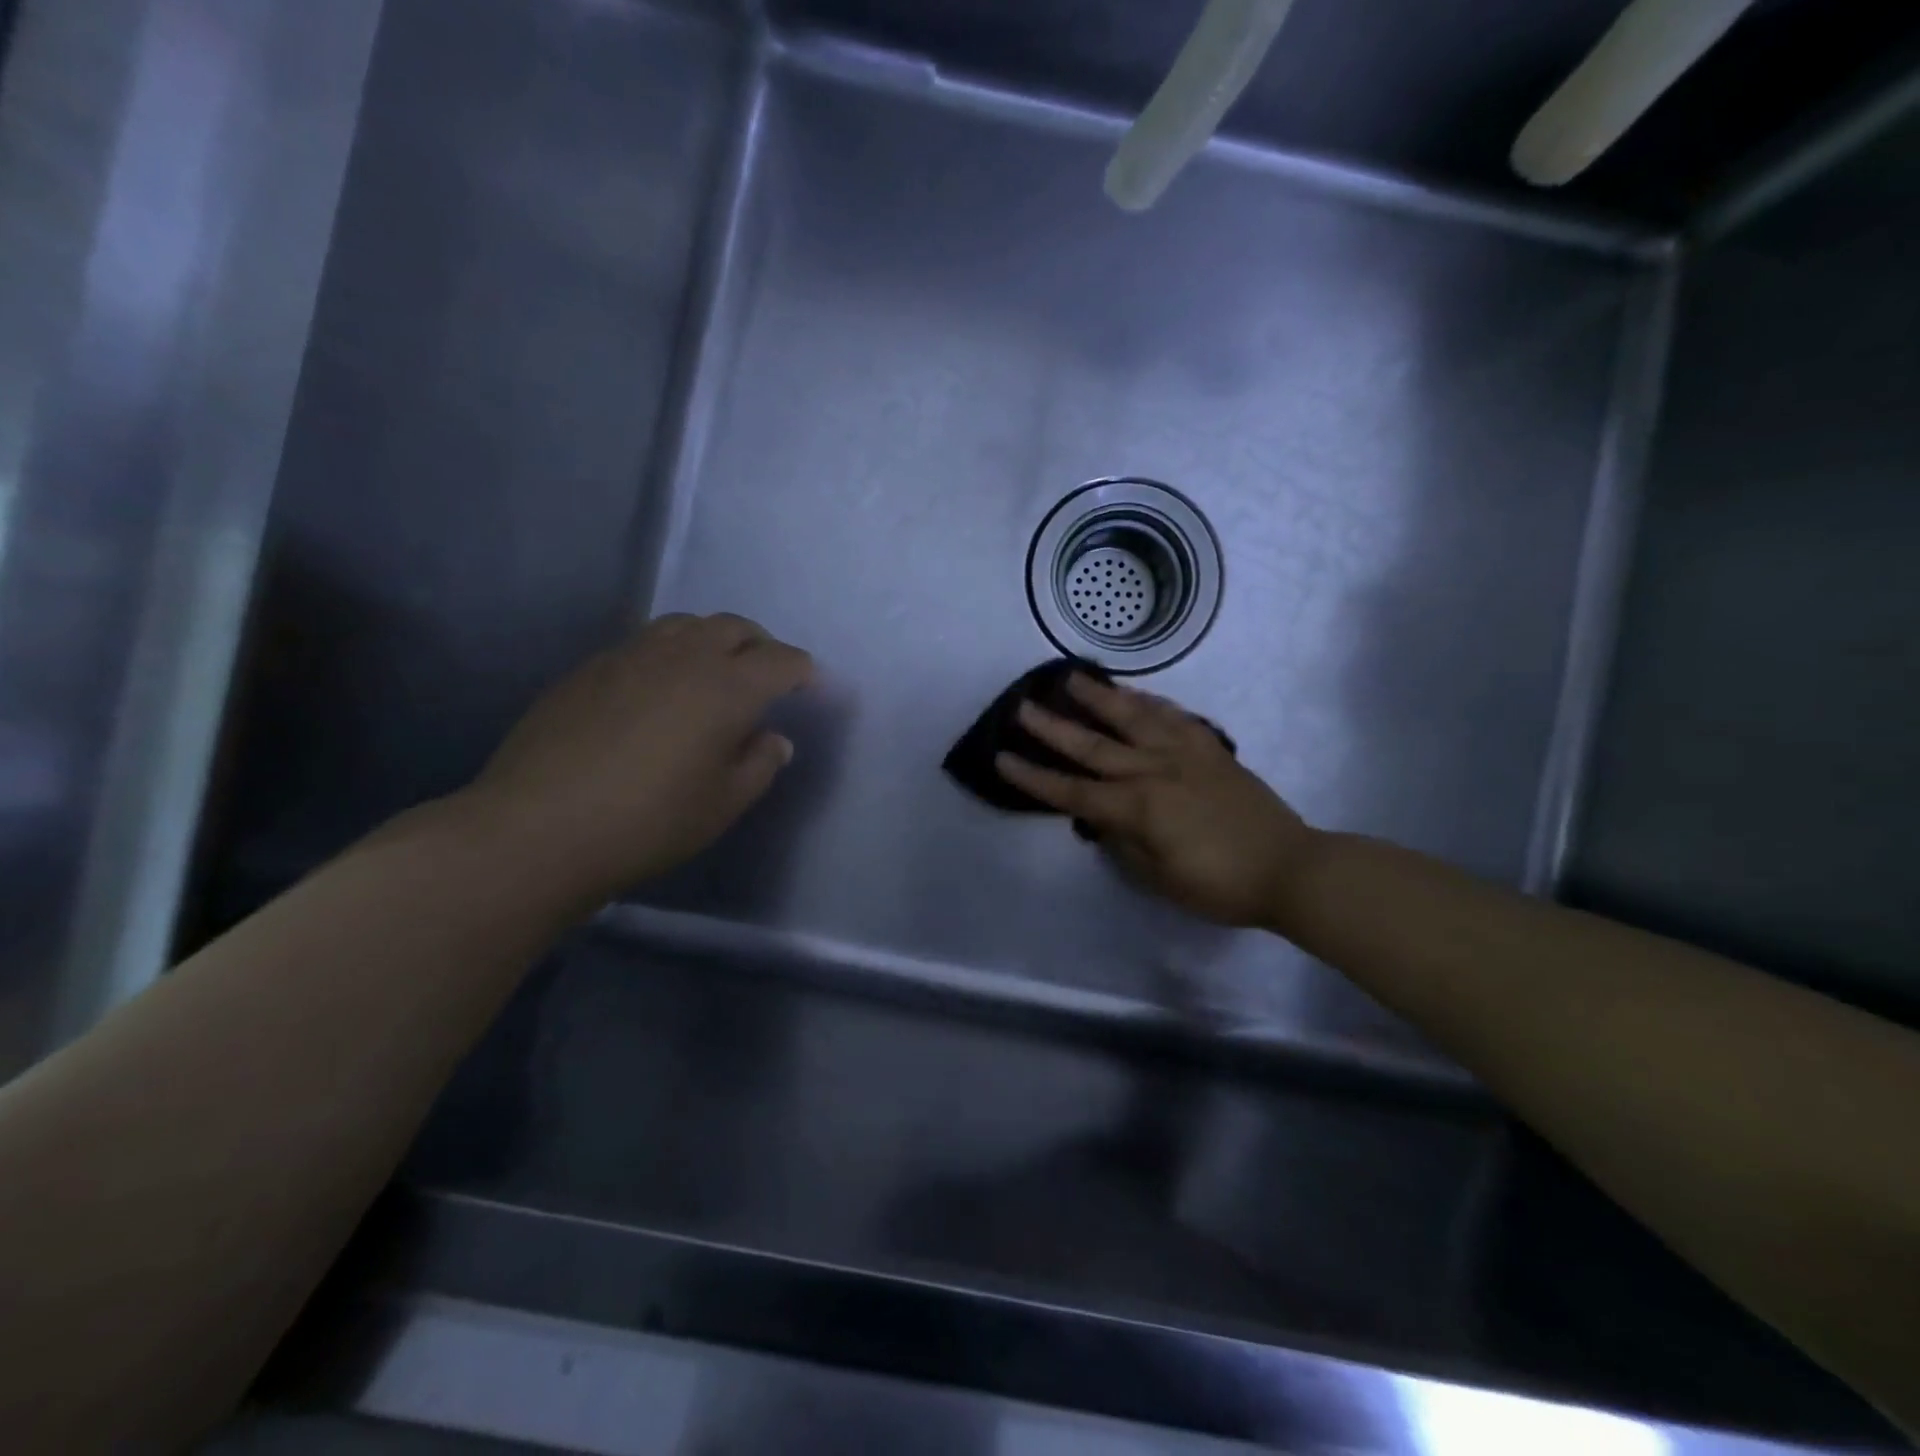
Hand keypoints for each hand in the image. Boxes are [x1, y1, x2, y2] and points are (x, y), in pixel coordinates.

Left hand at [467, 613, 813, 903]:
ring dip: (713, 639)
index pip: (780, 660)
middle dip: (760, 644)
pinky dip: (670, 652)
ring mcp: (630, 656)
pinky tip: (659, 688)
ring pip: (686, 625)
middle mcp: (683, 657)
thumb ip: (759, 764)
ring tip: (714, 671)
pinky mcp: (590, 668)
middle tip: (767, 673)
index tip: (810, 685)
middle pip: (733, 627)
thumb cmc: (648, 823)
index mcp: (726, 688)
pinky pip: (644, 642)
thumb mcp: (723, 804)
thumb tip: (773, 739)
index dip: (802, 670)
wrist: (537, 830)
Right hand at [996, 674, 1319, 929]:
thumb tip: (1101, 819)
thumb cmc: (1220, 885)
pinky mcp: (1211, 749)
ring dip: (1100, 698)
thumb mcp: (1159, 878)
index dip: (1034, 777)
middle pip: (1094, 745)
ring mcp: (1185, 754)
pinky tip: (1134, 693)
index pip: (1073, 791)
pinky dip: (1150, 701)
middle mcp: (1155, 771)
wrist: (1289, 868)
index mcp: (1138, 808)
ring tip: (1074, 678)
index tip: (1003, 757)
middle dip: (1054, 727)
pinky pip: (1174, 717)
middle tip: (1024, 705)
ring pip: (1134, 718)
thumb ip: (1123, 844)